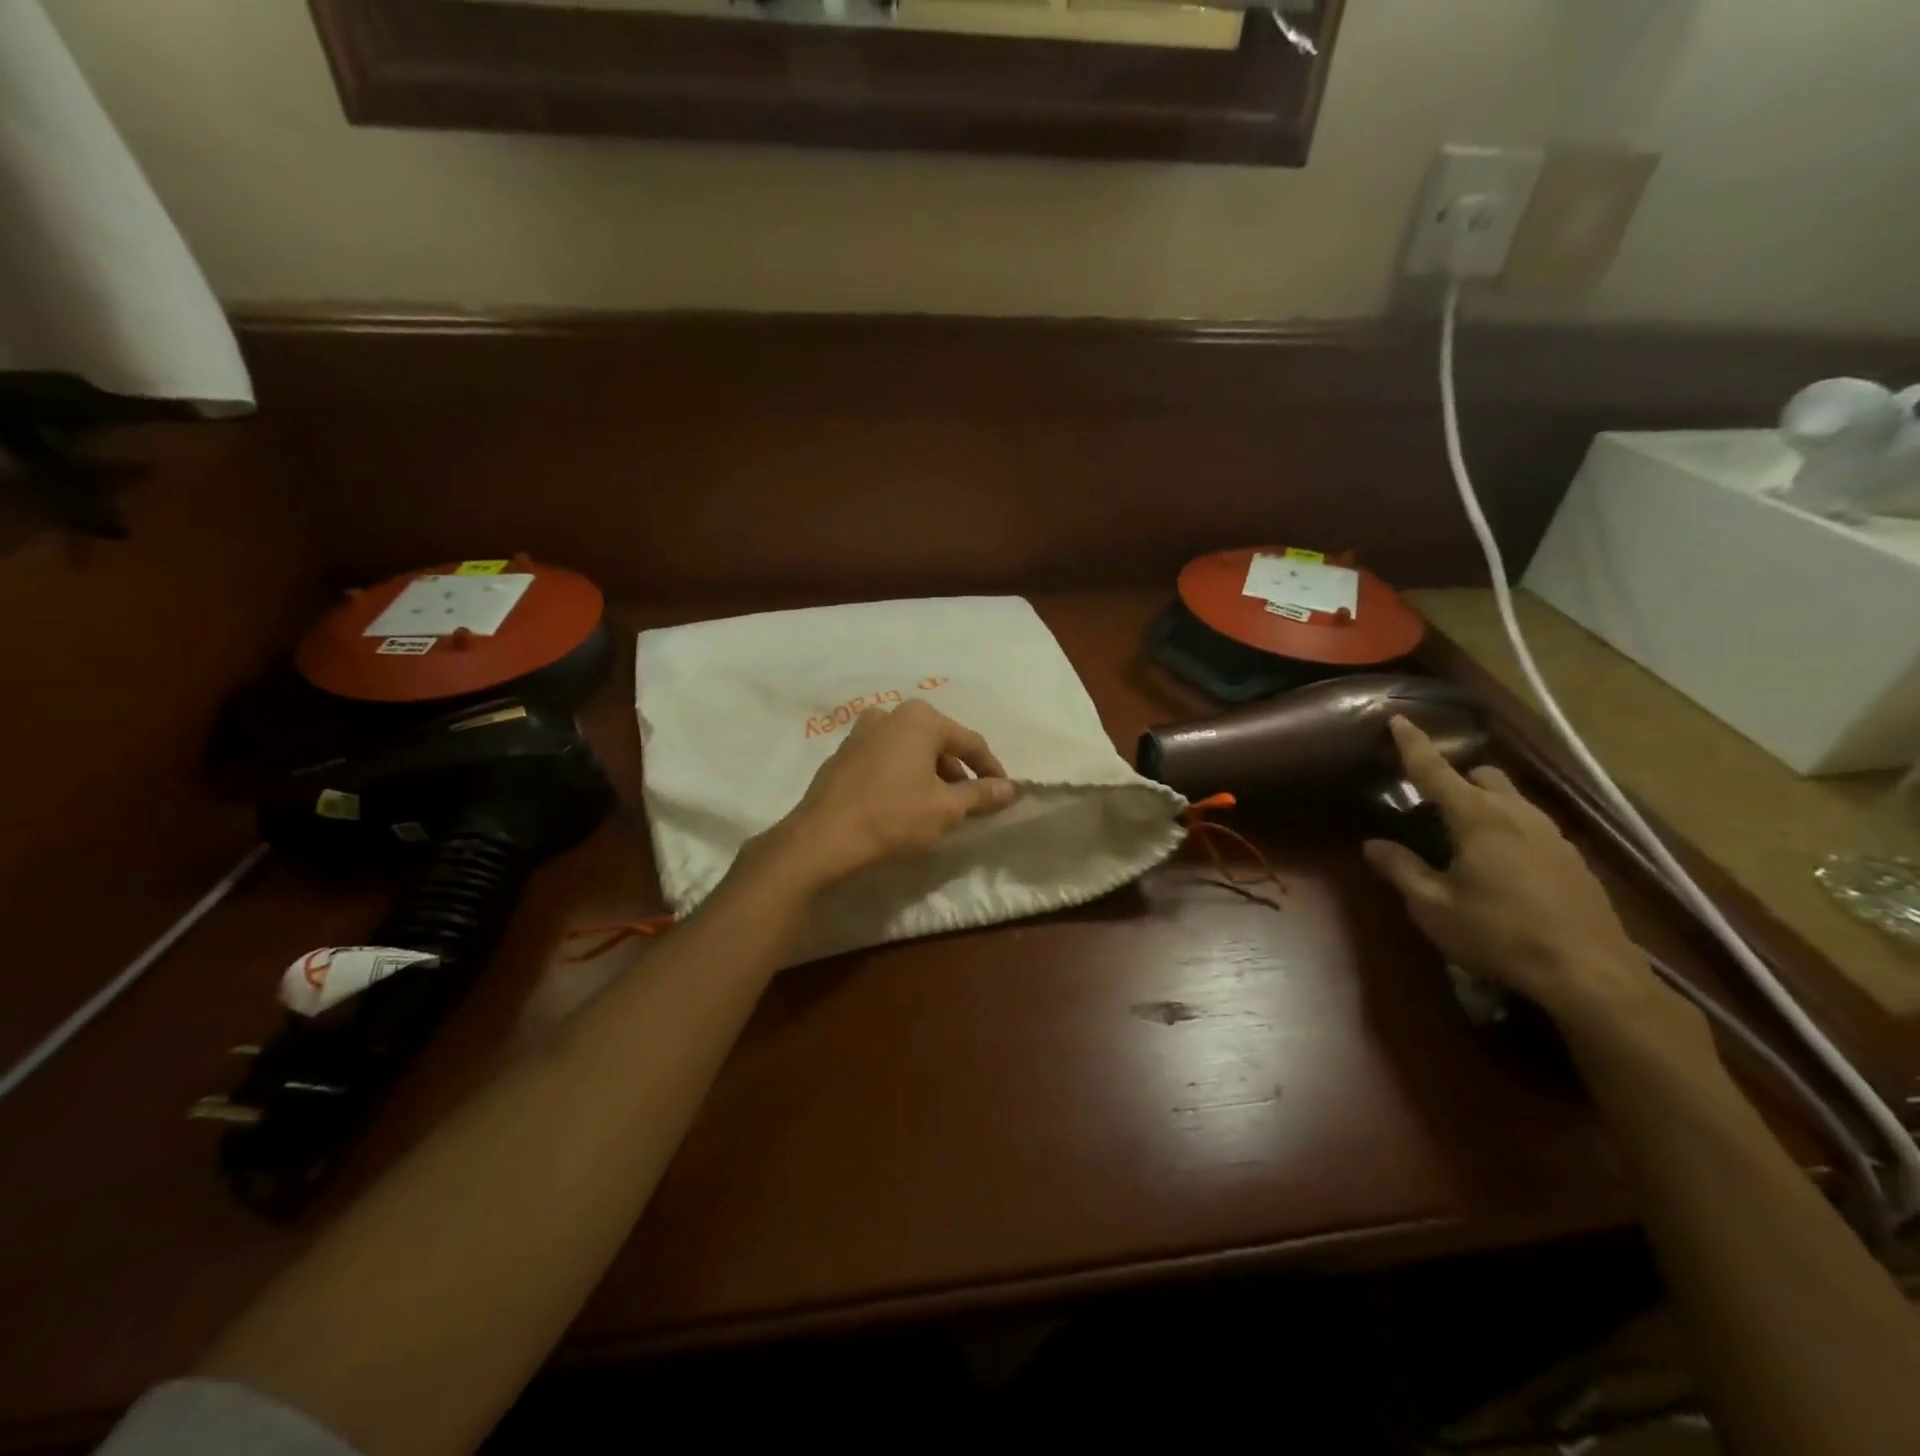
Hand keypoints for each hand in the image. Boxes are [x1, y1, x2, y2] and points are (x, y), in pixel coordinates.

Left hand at [758, 699, 1017, 893]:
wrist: (822, 839)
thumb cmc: (893, 817)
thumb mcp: (946, 809)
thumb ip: (981, 795)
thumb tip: (1010, 789)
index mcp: (920, 719)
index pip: (970, 742)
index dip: (991, 770)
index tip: (1003, 794)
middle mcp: (890, 716)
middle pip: (938, 742)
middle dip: (957, 772)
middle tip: (969, 802)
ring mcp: (860, 733)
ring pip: (909, 750)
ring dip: (928, 774)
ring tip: (937, 806)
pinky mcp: (841, 756)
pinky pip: (884, 760)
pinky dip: (901, 776)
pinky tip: (901, 804)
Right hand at [1361, 716, 1689, 1045]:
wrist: (1592, 976)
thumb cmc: (1499, 935)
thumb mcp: (1433, 907)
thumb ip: (1401, 869)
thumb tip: (1374, 844)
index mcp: (1478, 819)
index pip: (1436, 771)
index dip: (1413, 745)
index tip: (1398, 719)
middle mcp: (1518, 815)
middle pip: (1484, 776)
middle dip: (1457, 780)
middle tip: (1432, 809)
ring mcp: (1553, 836)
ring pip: (1513, 800)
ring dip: (1485, 805)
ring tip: (1466, 841)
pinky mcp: (1574, 860)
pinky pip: (1533, 826)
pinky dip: (1510, 830)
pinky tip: (1503, 869)